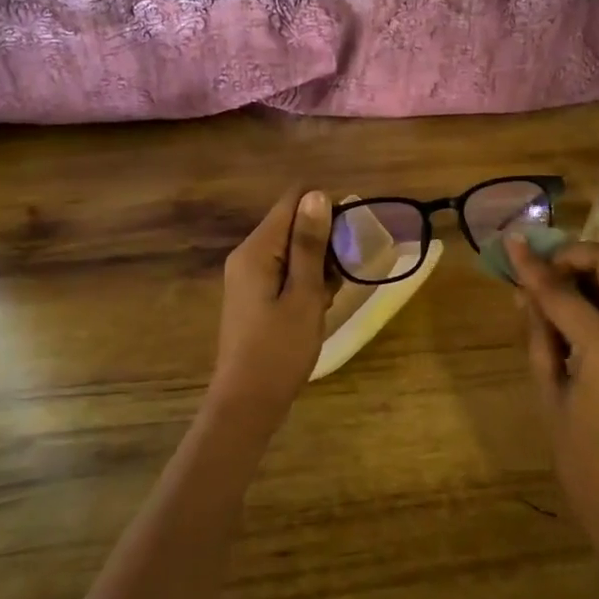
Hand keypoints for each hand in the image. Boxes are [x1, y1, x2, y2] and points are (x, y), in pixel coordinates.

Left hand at [208, 187, 335, 425]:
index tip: (350, 236)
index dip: (325, 208)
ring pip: (292, 250)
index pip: (292, 201)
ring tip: (330, 297)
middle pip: (292, 224)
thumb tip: (317, 194)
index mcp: (256, 249)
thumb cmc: (279, 349)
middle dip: (324, 242)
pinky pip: (285, 272)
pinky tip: (318, 307)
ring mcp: (249, 277)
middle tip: (342, 276)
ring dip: (318, 265)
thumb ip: (310, 244)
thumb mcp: (303, 294)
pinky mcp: (254, 296)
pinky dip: (306, 282)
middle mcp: (247, 255)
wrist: (247, 403)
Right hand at [508, 237, 598, 568]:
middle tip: (548, 268)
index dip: (533, 266)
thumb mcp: (550, 397)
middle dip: (579, 255)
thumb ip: (539, 337)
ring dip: (597, 273)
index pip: (563, 292)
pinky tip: (583, 319)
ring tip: (561, 291)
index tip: (513, 242)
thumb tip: (525, 294)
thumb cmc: (584, 463)